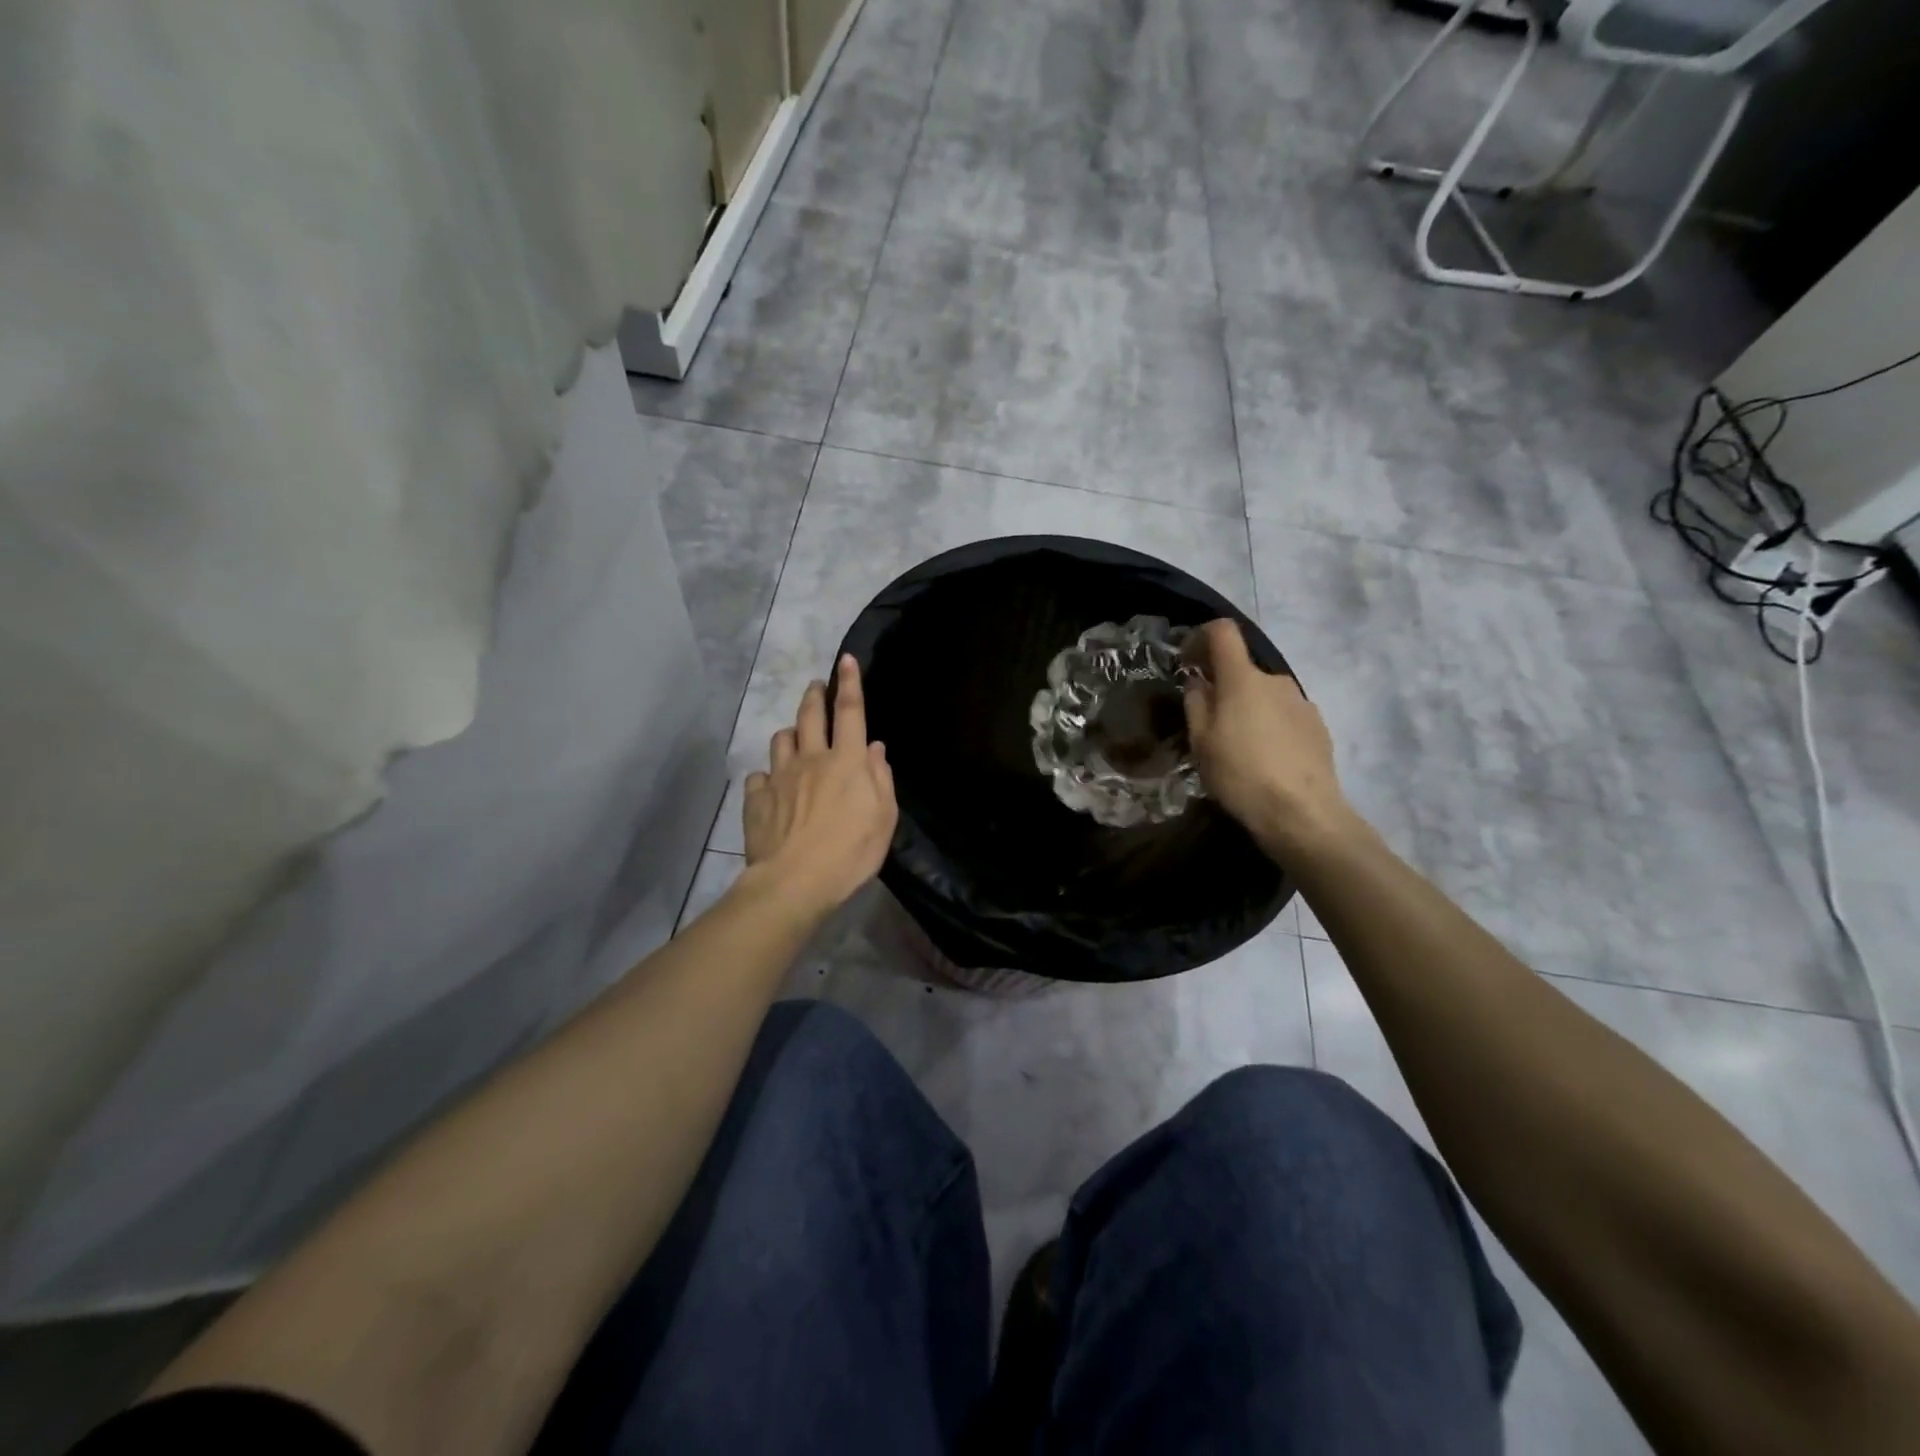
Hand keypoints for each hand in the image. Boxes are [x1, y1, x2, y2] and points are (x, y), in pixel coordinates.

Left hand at [741, 654, 898, 918]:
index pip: (850, 711)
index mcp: (847, 761)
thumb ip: (881, 778)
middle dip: (814, 695)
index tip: (846, 660)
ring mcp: (780, 777)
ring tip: (795, 737)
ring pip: (781, 739)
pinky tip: (771, 786)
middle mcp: (811, 759)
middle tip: (816, 686)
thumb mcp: (884, 818)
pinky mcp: (757, 799)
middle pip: (810, 715)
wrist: (794, 882)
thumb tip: (874, 747)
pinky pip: (758, 776)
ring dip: (790, 732)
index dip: (849, 683)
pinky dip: (767, 775)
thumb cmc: (850, 852)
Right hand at [1183, 619, 1353, 853]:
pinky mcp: (1318, 725)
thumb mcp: (1201, 742)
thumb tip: (1198, 681)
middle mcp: (1276, 680)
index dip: (1201, 637)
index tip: (1188, 661)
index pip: (1224, 632)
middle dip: (1224, 686)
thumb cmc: (1240, 774)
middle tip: (1209, 722)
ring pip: (1264, 695)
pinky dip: (1270, 725)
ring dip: (1248, 709)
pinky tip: (1266, 758)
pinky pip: (1284, 714)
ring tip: (1239, 746)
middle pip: (1243, 670)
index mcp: (1243, 678)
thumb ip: (1196, 703)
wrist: (1302, 813)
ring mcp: (1302, 701)